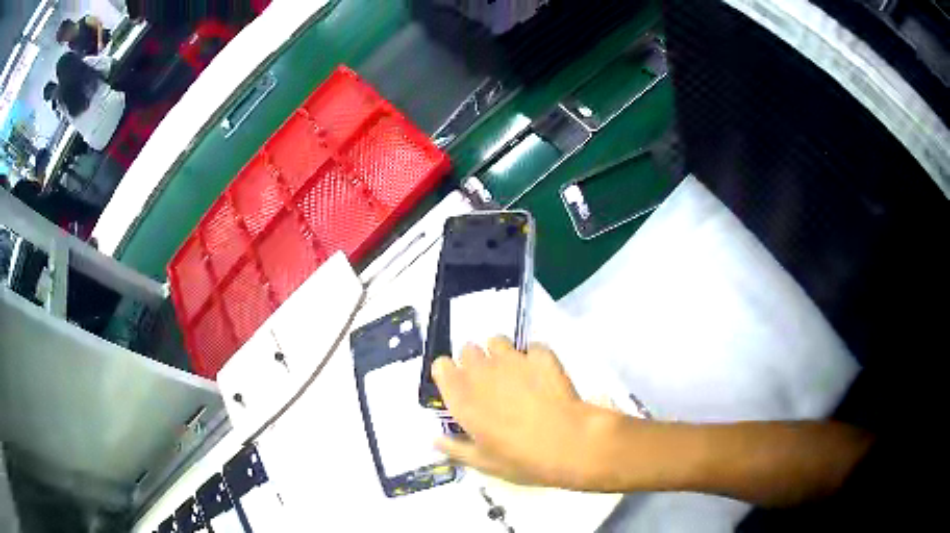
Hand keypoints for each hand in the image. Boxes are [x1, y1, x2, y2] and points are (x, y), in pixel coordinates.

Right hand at [432, 337, 619, 488]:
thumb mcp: (483, 463)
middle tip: (489, 385)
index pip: (441, 366)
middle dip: (475, 363)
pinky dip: (534, 358)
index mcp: (462, 396)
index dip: (449, 374)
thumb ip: (455, 448)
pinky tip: (542, 375)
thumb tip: (435, 440)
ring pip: (497, 341)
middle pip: (468, 350)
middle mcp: (482, 371)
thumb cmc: (520, 458)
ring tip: (515, 375)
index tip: (459, 388)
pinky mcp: (540, 355)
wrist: (567, 444)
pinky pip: (531, 347)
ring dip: (501, 354)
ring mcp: (512, 359)